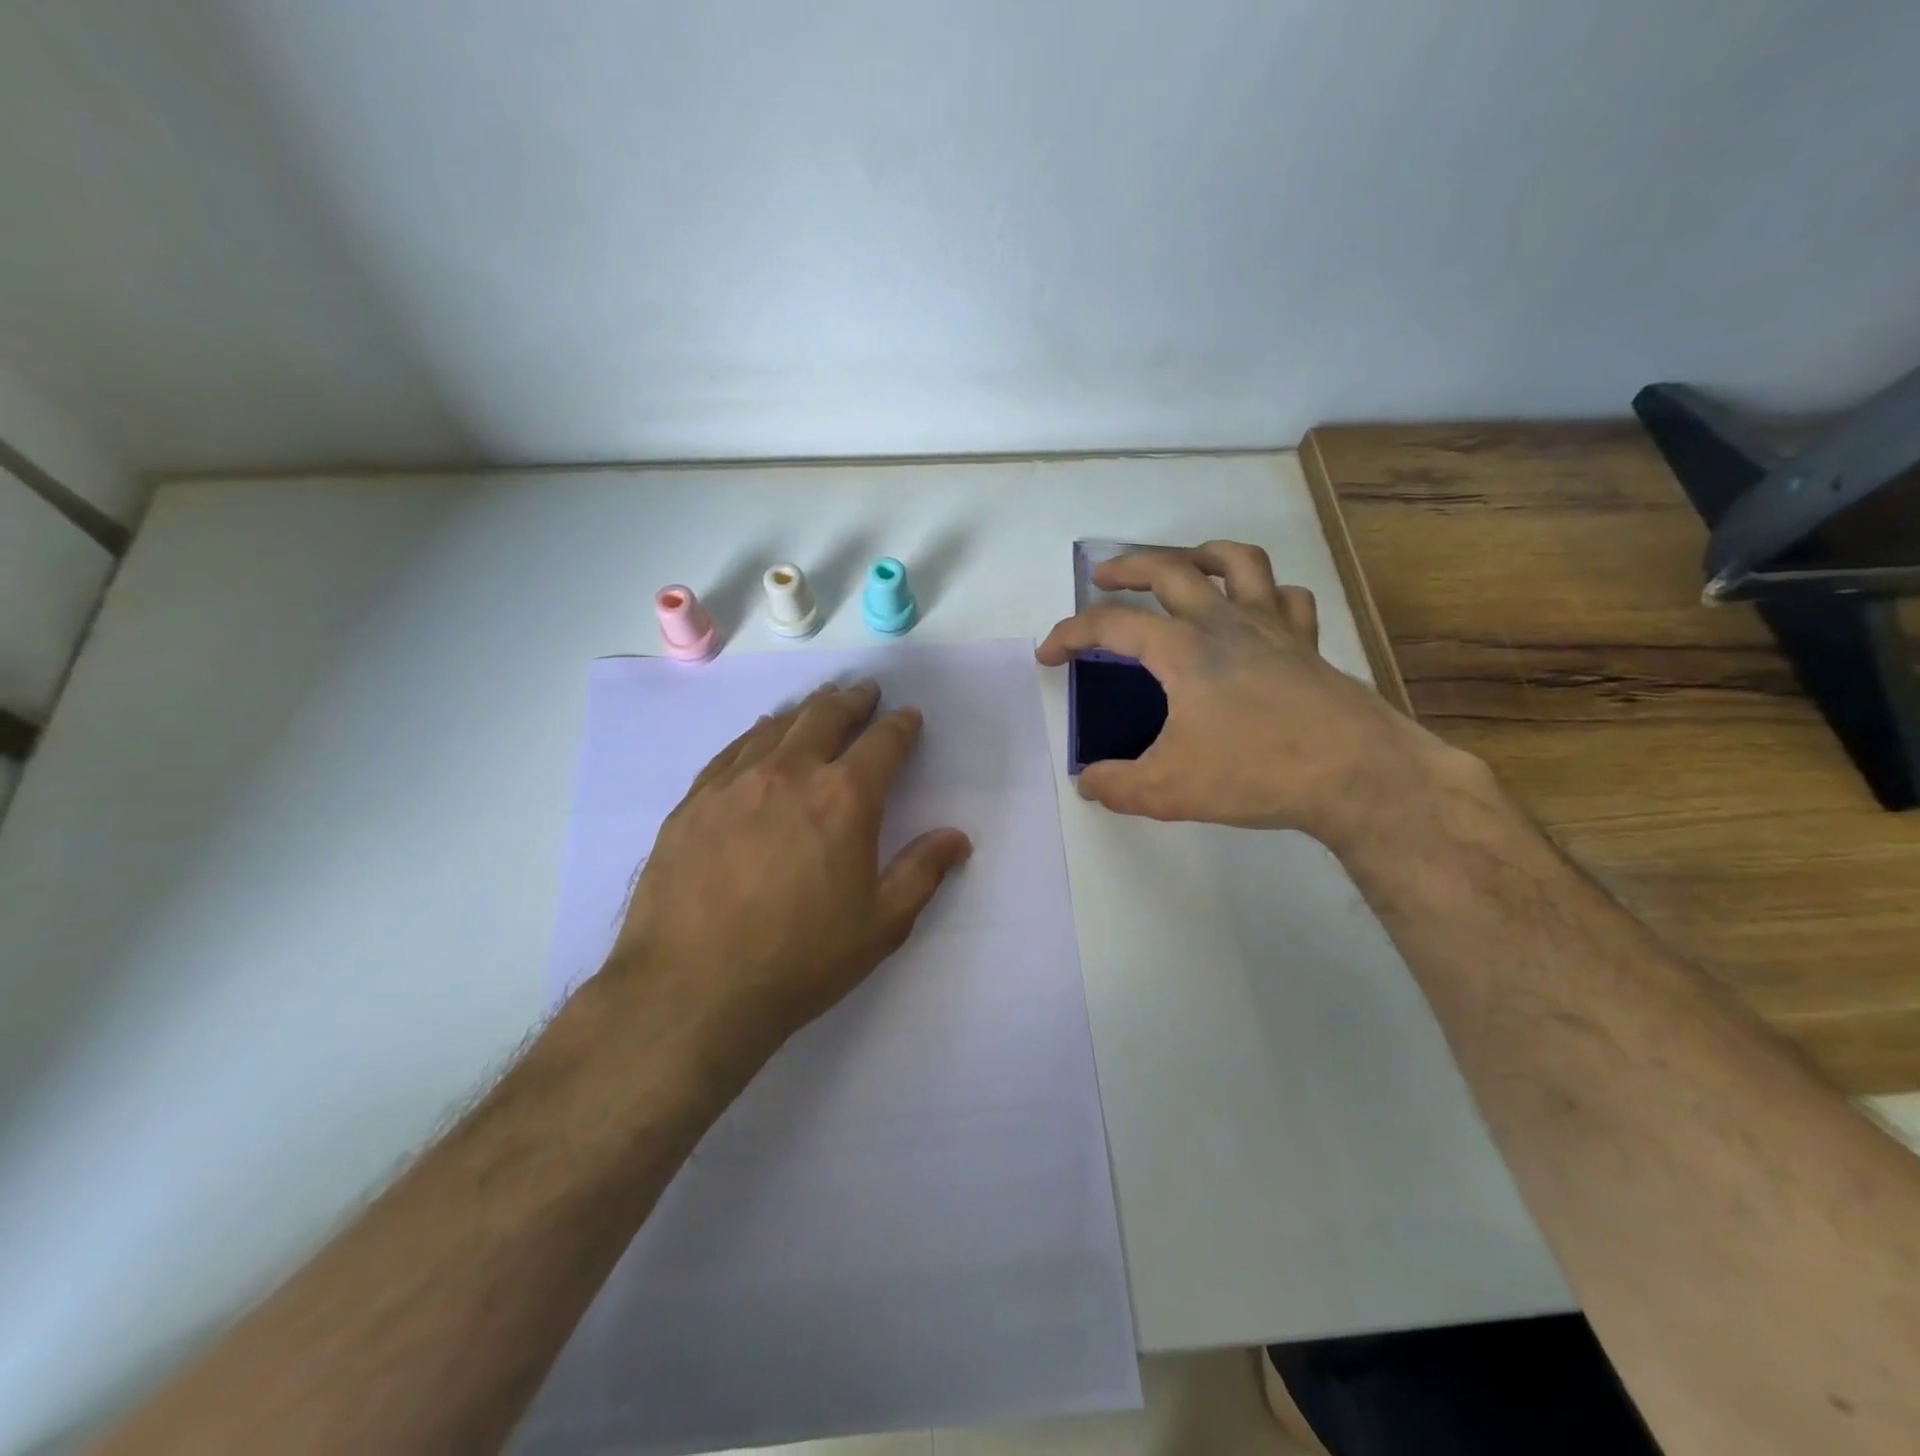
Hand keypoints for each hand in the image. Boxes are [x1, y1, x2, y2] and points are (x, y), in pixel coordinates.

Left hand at [603, 681, 971, 1077]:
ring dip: (805, 711)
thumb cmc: (800, 961)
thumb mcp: (880, 925)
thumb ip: (922, 872)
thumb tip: (956, 837)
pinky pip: (731, 751)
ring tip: (817, 707)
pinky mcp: (693, 801)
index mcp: (844, 798)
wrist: (692, 991)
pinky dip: (756, 735)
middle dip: (852, 701)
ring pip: (776, 726)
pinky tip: (759, 739)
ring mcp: (734, 783)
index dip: (901, 726)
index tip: (908, 717)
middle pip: (825, 716)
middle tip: (863, 694)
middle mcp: (790, 773)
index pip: (883, 743)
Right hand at [1036, 540, 1463, 846]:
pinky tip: (1258, 607)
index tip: (1048, 655)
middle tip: (1103, 575)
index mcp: (1181, 649)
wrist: (1355, 774)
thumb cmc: (1255, 773)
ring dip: (1203, 554)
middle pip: (1169, 569)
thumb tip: (1088, 783)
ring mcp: (1272, 626)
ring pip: (1238, 562)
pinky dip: (1267, 592)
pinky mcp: (1308, 643)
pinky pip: (1288, 597)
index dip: (1070, 634)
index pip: (1110, 625)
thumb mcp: (1167, 790)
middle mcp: (1223, 623)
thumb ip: (1116, 785)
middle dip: (1127, 566)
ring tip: (1185, 564)